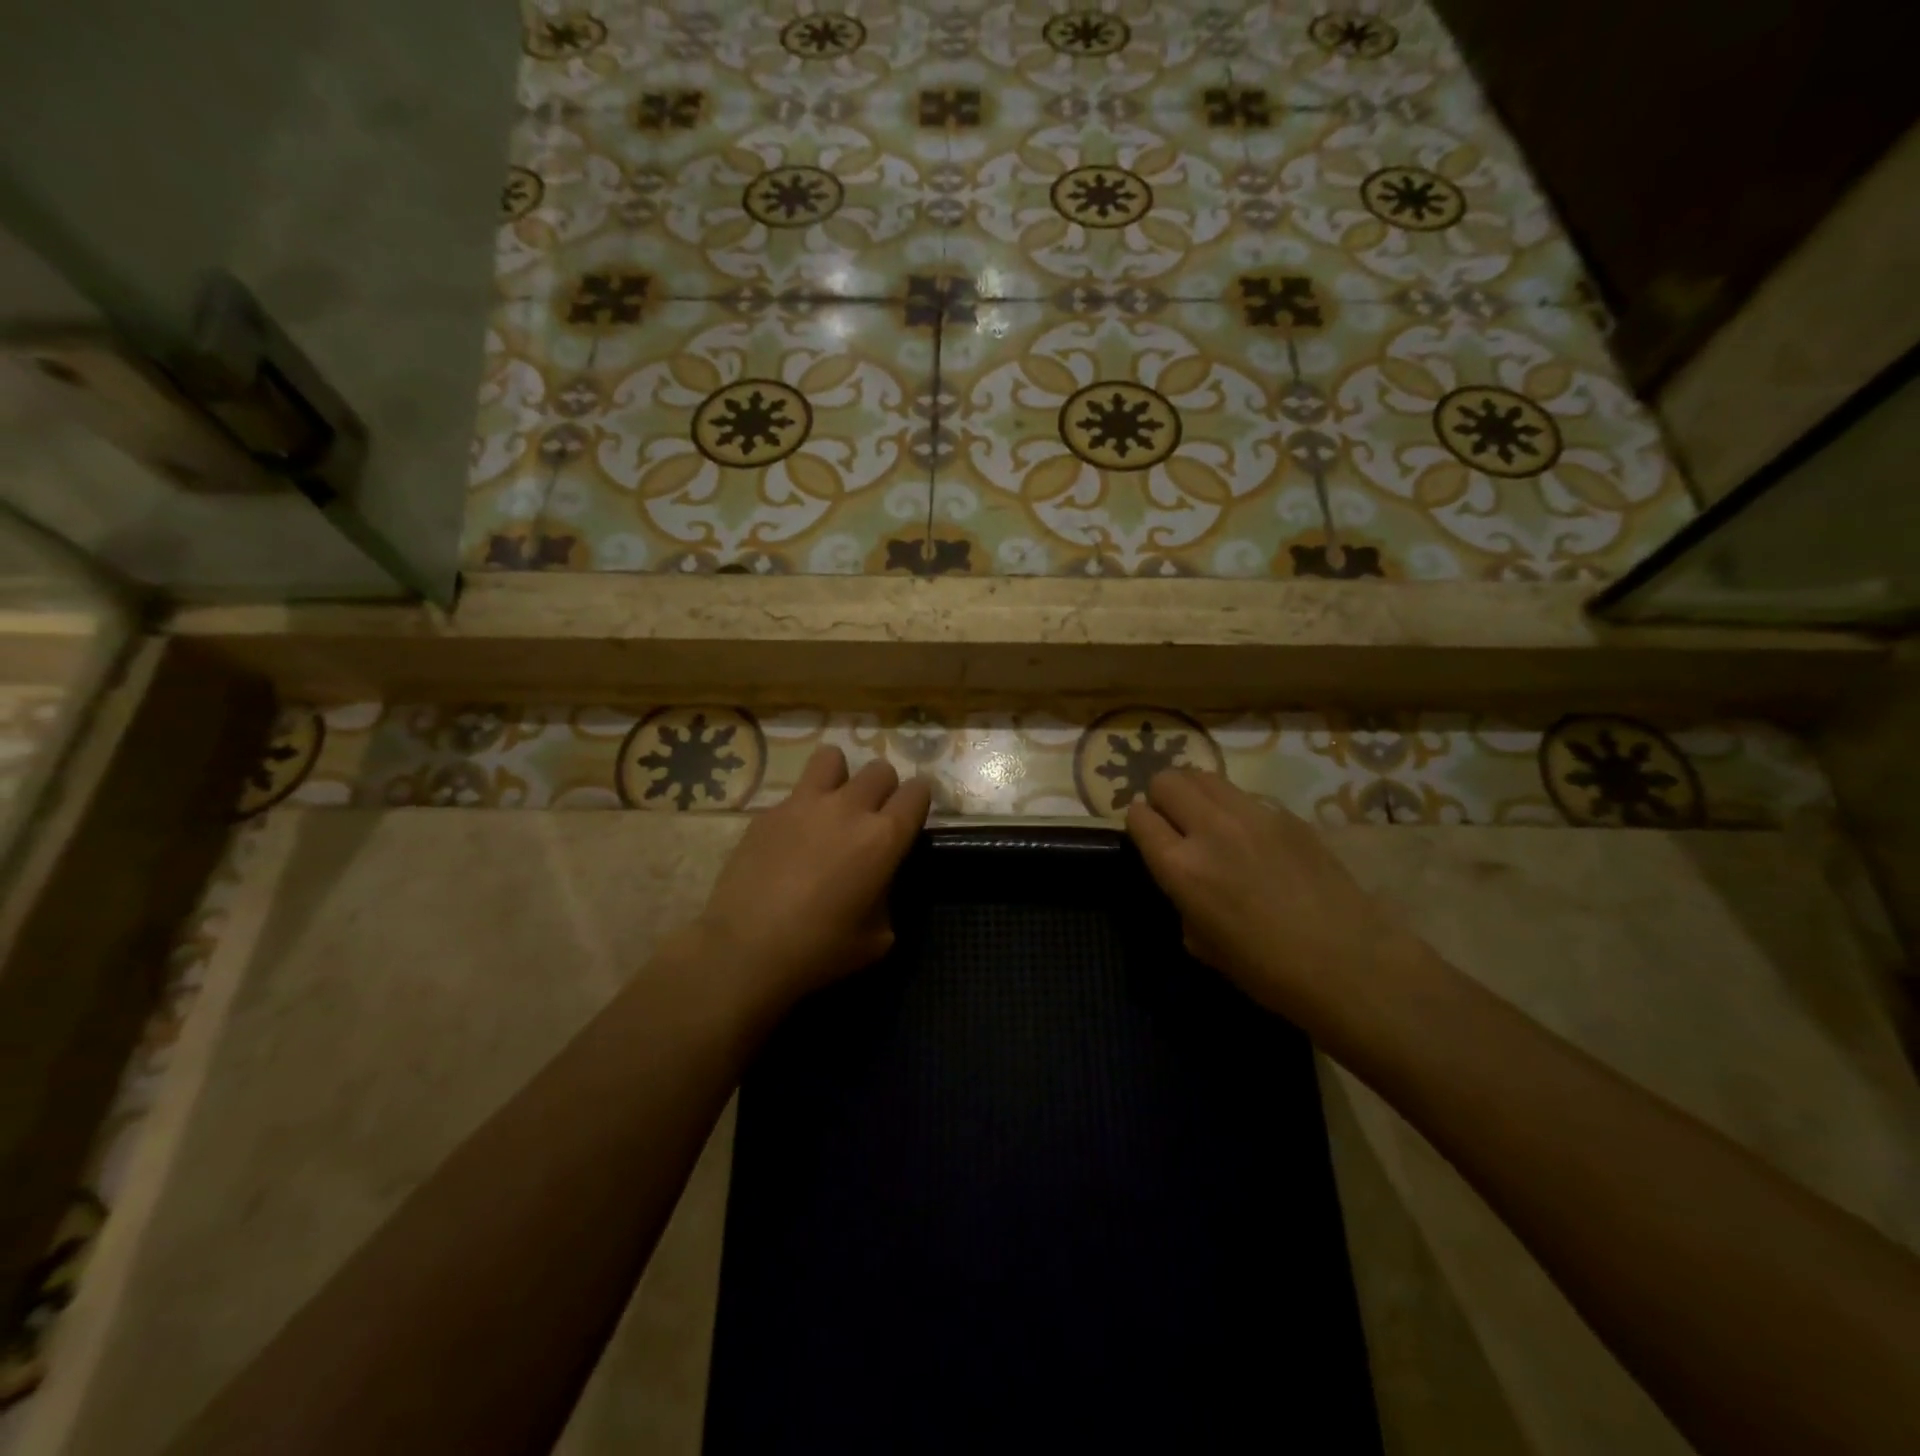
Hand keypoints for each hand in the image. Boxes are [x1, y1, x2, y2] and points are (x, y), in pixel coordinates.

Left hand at [694, 746, 930, 1010]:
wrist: (746, 949)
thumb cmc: (820, 950)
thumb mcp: (878, 936)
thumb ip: (887, 894)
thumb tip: (877, 880)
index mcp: (884, 838)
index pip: (917, 792)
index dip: (918, 800)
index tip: (910, 815)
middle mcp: (849, 808)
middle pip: (880, 769)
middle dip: (883, 789)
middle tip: (871, 817)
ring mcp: (805, 804)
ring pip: (833, 758)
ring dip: (840, 777)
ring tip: (832, 804)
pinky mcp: (769, 811)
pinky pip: (795, 793)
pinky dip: (802, 807)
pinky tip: (791, 837)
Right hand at [1125, 769, 1395, 1019]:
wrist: (1349, 964)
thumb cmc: (1267, 970)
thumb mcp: (1202, 943)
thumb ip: (1182, 899)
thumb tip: (1184, 879)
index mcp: (1181, 867)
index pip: (1139, 816)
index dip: (1138, 825)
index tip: (1148, 838)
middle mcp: (1210, 829)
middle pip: (1167, 780)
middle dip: (1162, 798)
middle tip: (1174, 824)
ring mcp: (1252, 815)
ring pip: (1204, 776)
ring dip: (1195, 794)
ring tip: (1208, 822)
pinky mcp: (1286, 813)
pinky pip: (1244, 795)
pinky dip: (1234, 808)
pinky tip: (1253, 840)